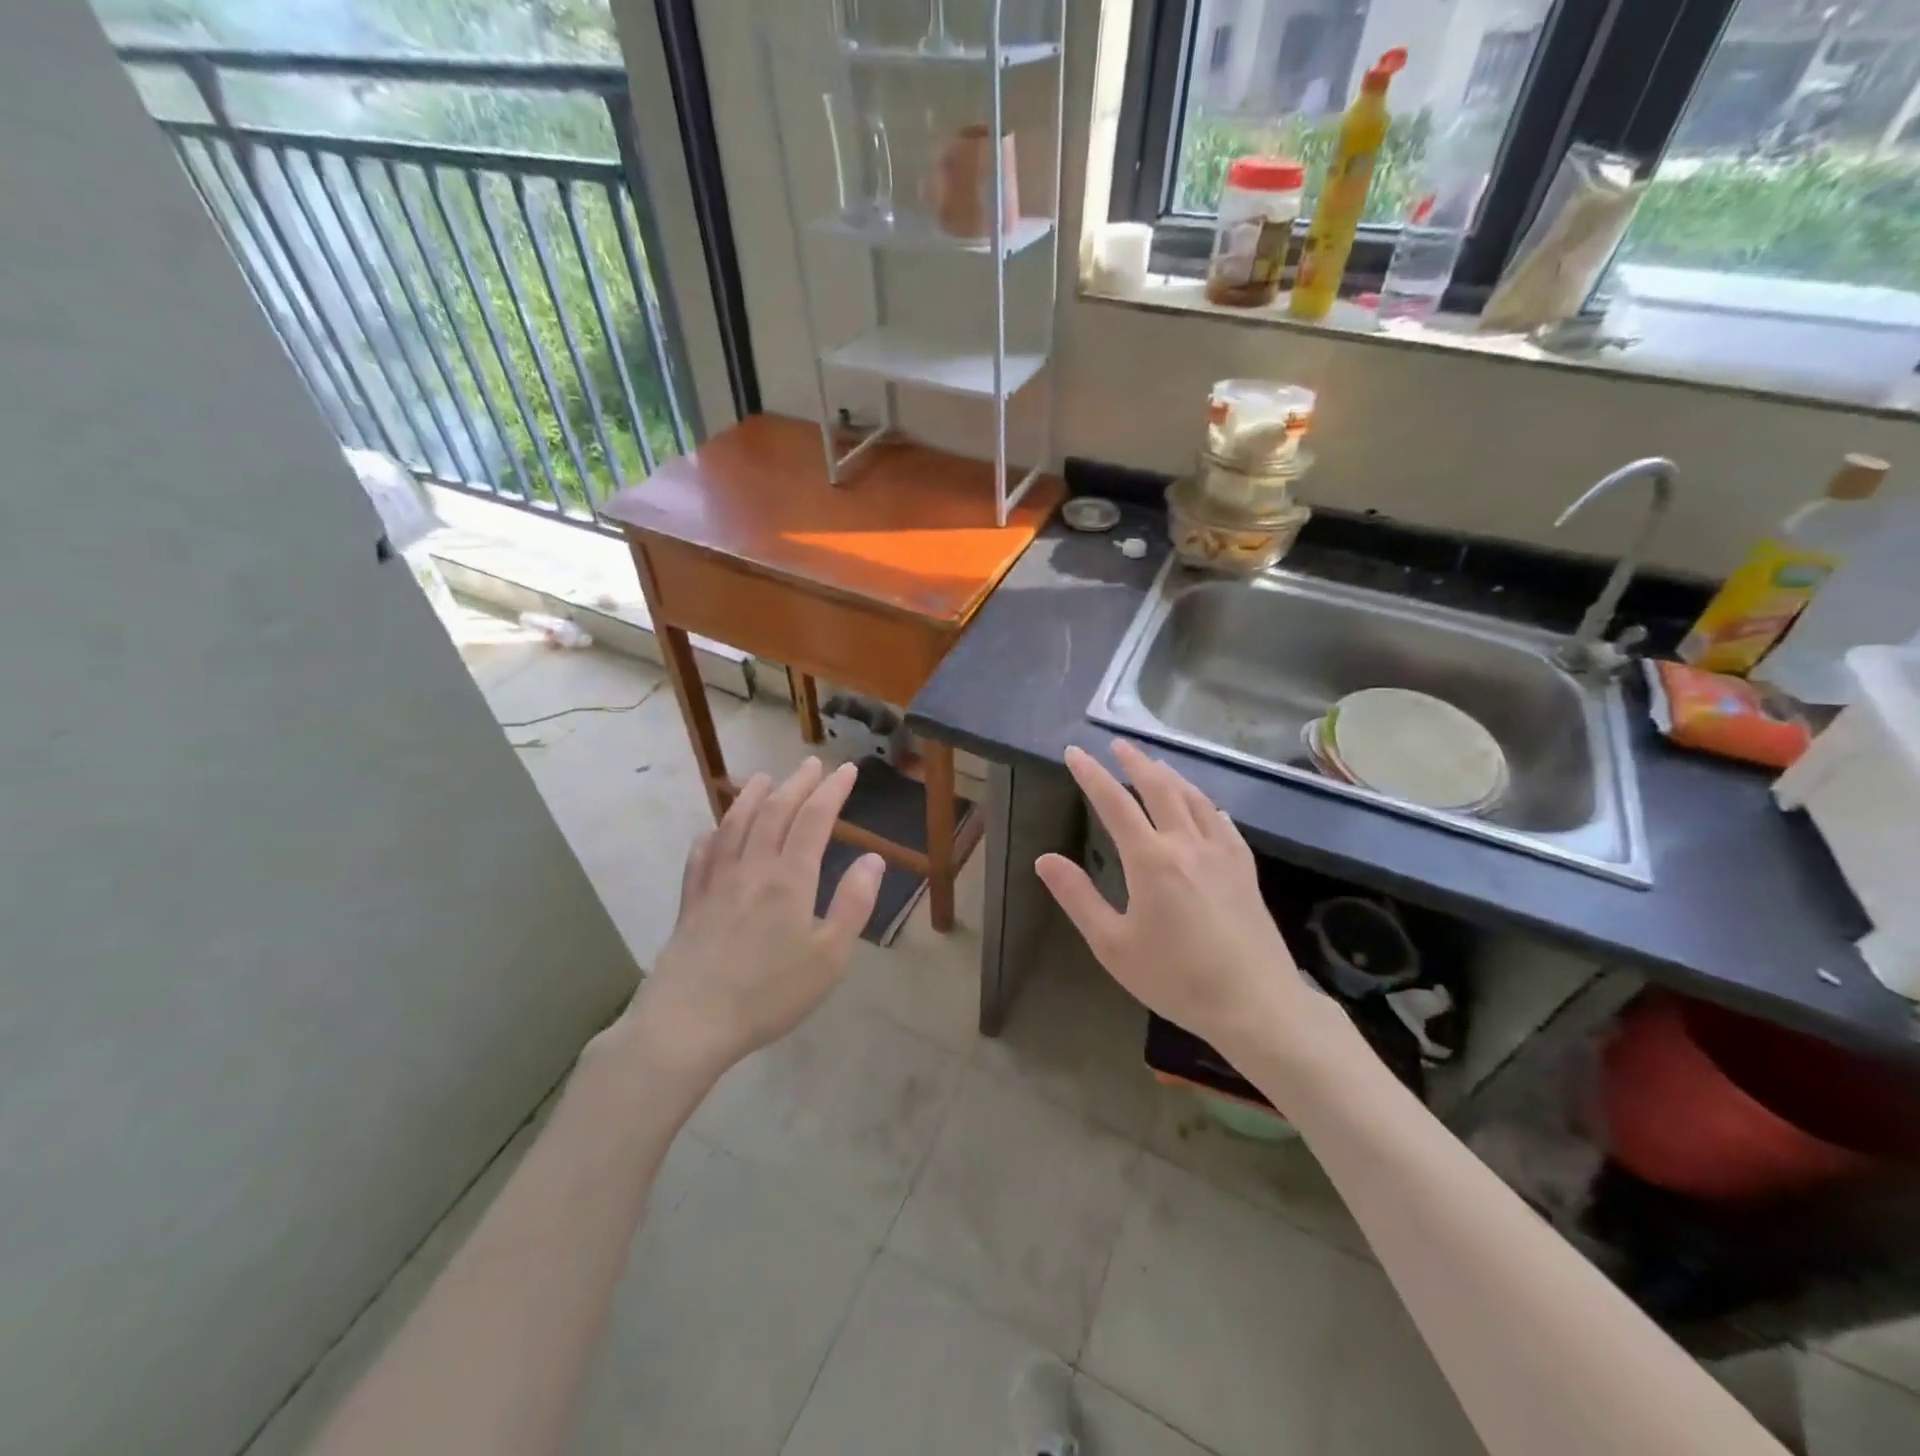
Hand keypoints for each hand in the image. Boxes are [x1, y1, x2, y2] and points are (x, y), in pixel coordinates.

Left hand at [626, 758, 883, 1079]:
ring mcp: (716, 882)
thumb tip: (873, 858)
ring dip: (752, 796)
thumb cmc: (769, 993)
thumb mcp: (830, 957)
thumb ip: (854, 904)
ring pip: (735, 825)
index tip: (848, 770)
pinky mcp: (690, 902)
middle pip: (775, 812)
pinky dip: (712, 835)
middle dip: (797, 784)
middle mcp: (752, 868)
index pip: (815, 819)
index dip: (833, 791)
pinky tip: (714, 831)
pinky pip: (701, 856)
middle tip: (813, 764)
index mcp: (790, 878)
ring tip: (763, 778)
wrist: (690, 1022)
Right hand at [1036, 741, 1326, 1067]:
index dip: (1091, 775)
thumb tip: (1045, 859)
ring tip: (1155, 763)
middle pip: (1159, 788)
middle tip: (1118, 744)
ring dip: (1170, 776)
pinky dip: (1206, 805)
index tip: (1075, 752)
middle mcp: (1186, 844)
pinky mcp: (1245, 869)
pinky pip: (1223, 822)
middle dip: (1135, 762)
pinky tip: (1206, 806)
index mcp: (1150, 860)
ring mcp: (1221, 853)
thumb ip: (1078, 898)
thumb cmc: (1176, 979)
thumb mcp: (1113, 946)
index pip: (1114, 803)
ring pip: (1194, 799)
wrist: (1255, 1004)